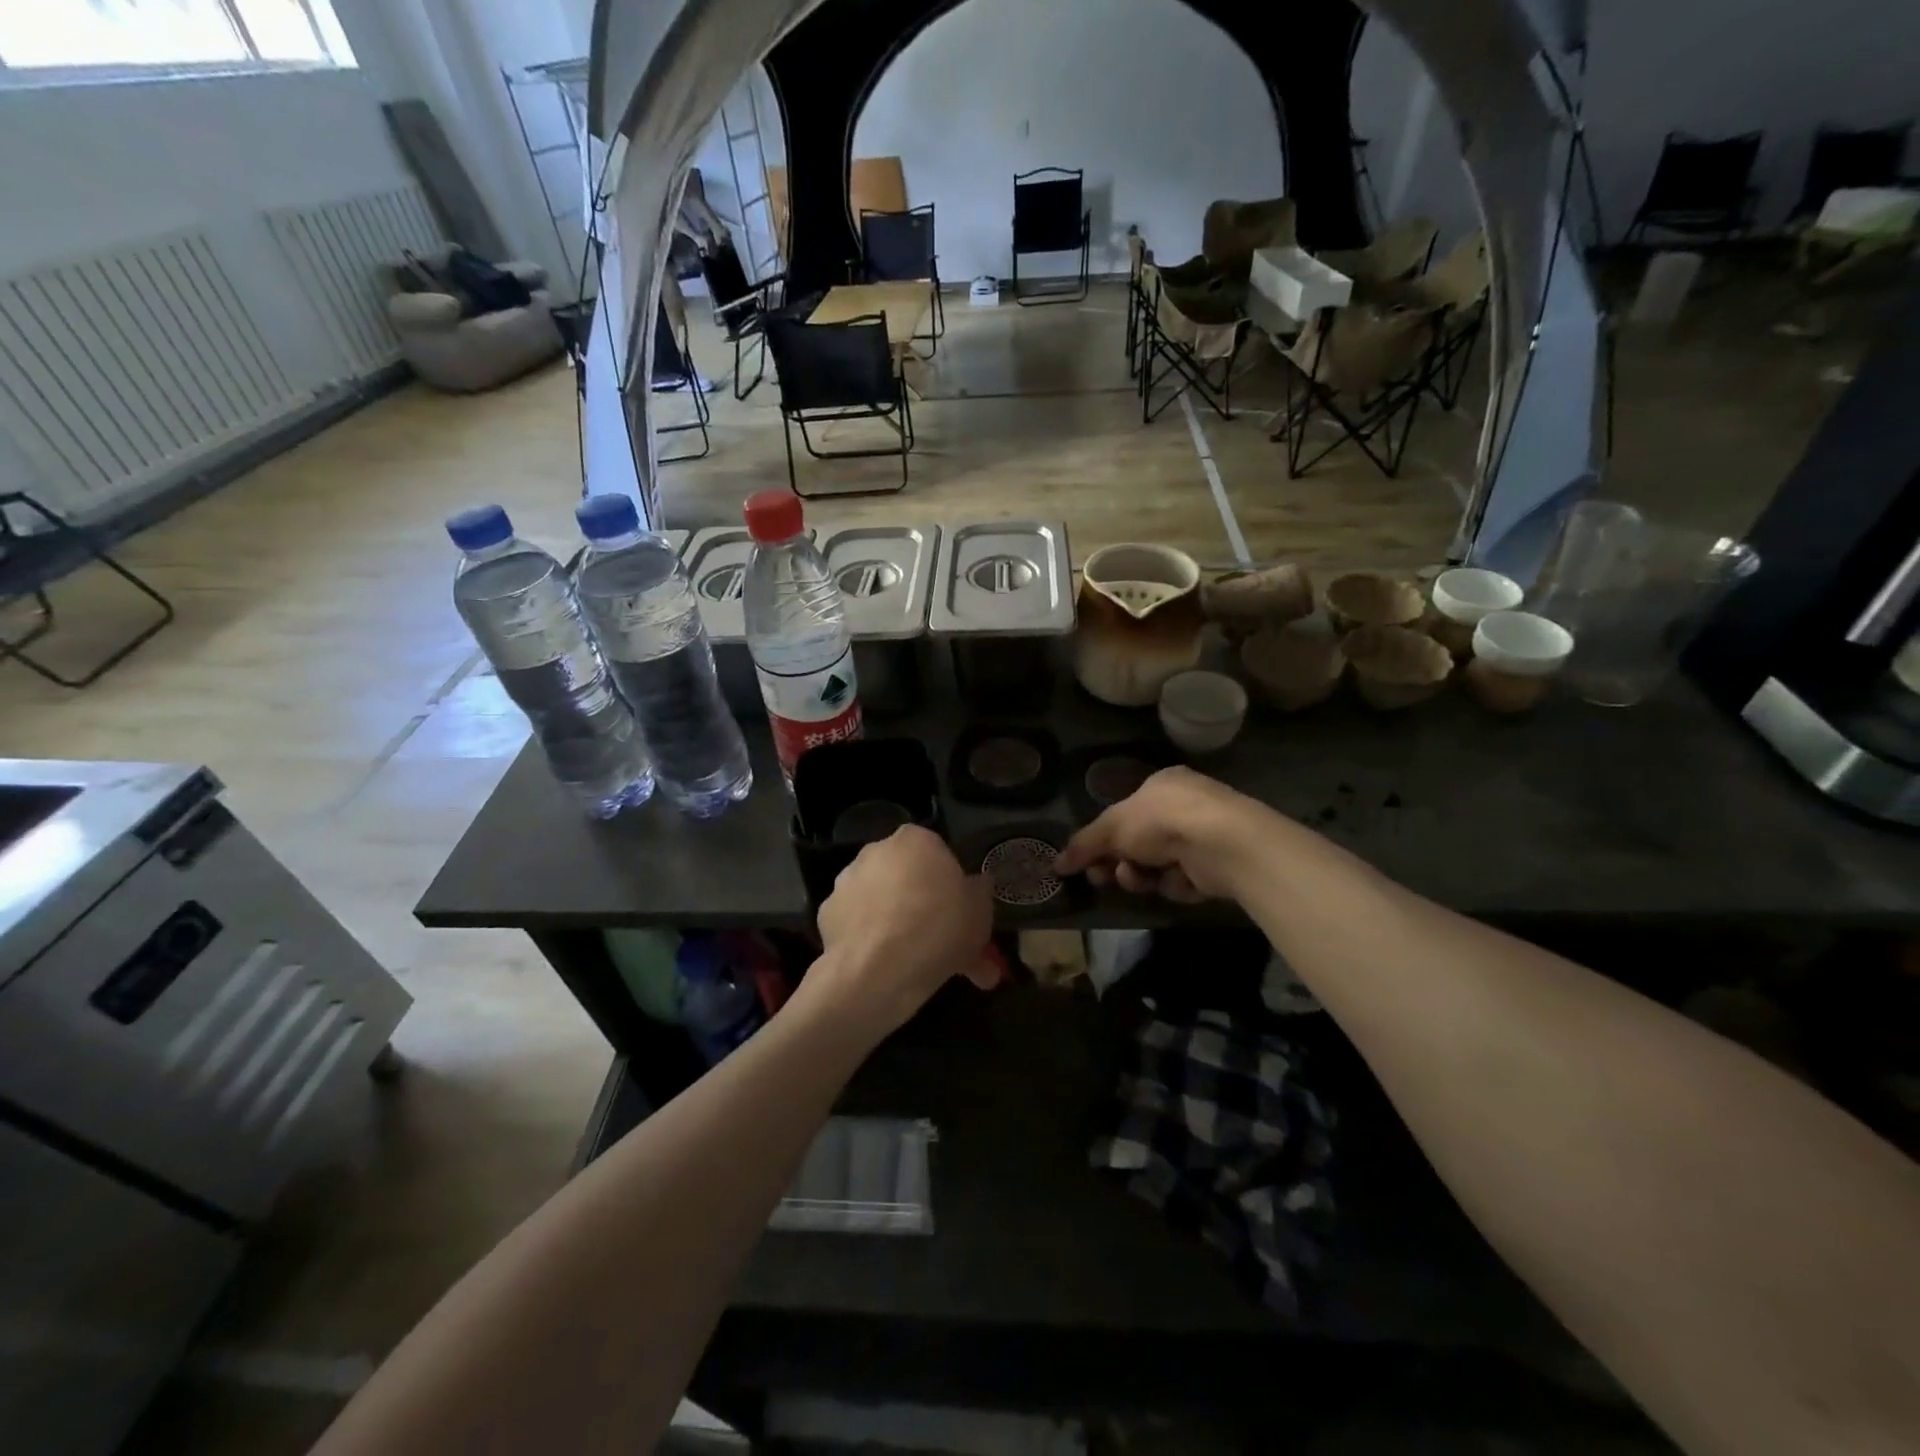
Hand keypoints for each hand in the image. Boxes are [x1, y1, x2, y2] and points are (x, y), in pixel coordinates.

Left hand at [807, 826, 999, 1037]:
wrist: (877, 972)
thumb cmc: (938, 929)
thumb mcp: (981, 912)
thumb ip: (979, 891)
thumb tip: (976, 885)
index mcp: (916, 840)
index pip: (937, 851)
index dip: (950, 882)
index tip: (960, 911)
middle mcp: (877, 850)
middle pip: (907, 876)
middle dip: (924, 904)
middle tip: (943, 942)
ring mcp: (847, 880)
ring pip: (883, 901)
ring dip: (897, 923)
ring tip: (918, 965)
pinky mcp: (826, 913)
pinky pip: (859, 924)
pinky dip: (872, 940)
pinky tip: (887, 968)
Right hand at [1054, 767, 1268, 902]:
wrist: (1222, 843)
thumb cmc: (1162, 820)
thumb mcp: (1112, 827)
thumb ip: (1084, 845)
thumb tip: (1056, 865)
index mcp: (1161, 785)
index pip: (1125, 813)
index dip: (1104, 839)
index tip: (1087, 862)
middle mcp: (1184, 806)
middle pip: (1139, 842)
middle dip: (1120, 862)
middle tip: (1103, 877)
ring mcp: (1203, 836)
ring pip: (1158, 865)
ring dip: (1142, 875)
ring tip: (1140, 877)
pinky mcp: (1219, 865)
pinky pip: (1184, 880)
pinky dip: (1176, 884)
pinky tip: (1181, 881)